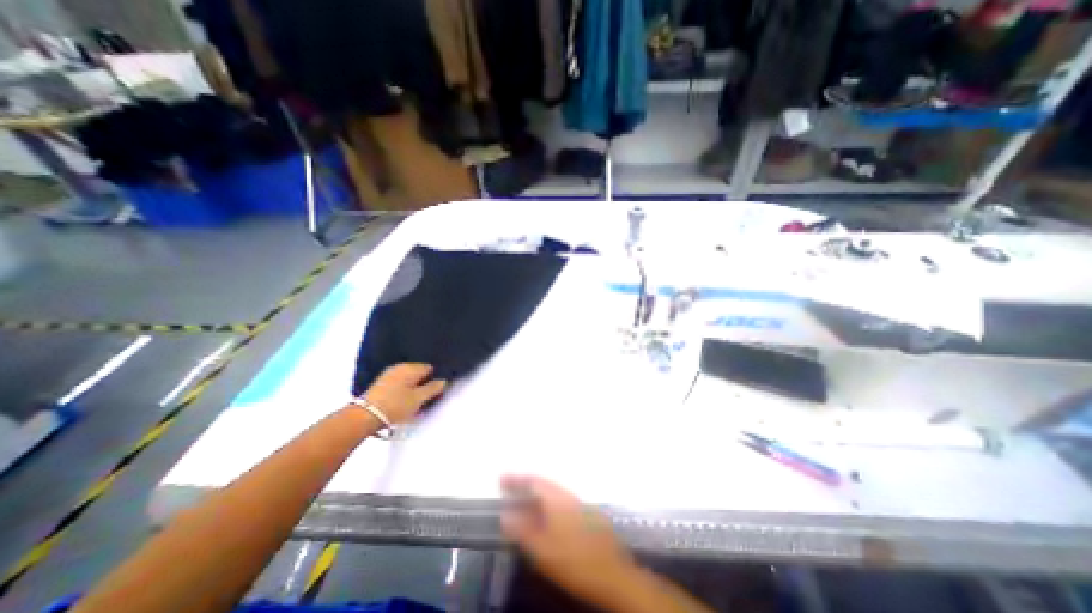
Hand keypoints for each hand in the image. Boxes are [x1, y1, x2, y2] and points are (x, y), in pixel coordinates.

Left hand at [363, 361, 445, 423]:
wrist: (364, 415)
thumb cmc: (396, 405)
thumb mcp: (419, 399)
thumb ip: (433, 388)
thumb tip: (443, 380)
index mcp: (412, 367)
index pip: (430, 367)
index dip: (435, 377)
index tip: (436, 389)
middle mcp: (401, 366)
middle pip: (419, 372)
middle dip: (424, 382)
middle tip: (426, 396)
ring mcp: (389, 373)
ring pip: (408, 378)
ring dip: (413, 386)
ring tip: (415, 400)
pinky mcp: (381, 382)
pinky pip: (399, 382)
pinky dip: (403, 388)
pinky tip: (403, 399)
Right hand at [498, 474, 637, 607]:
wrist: (612, 574)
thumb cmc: (573, 561)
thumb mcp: (542, 549)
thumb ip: (522, 530)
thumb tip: (505, 514)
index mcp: (557, 499)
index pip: (533, 481)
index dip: (517, 479)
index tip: (502, 478)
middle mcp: (568, 495)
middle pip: (543, 484)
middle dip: (526, 484)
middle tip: (509, 486)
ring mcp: (579, 504)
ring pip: (553, 492)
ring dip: (537, 493)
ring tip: (523, 498)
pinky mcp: (586, 514)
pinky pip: (561, 501)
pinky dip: (548, 502)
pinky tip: (545, 514)